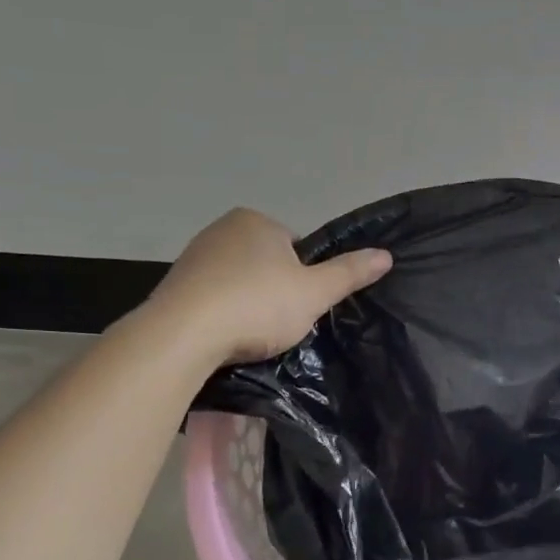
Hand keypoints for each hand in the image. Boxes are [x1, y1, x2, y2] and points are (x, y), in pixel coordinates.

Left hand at [150, 208, 392, 366]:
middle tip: (280, 324)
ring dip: (247, 304)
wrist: (184, 334)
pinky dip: (221, 316)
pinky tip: (225, 338)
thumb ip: (349, 273)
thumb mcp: (314, 292)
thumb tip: (386, 255)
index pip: (295, 247)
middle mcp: (222, 229)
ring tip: (252, 336)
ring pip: (237, 282)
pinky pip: (211, 299)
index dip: (305, 278)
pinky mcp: (173, 286)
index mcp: (257, 221)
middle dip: (274, 291)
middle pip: (265, 264)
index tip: (301, 306)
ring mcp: (193, 257)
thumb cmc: (257, 305)